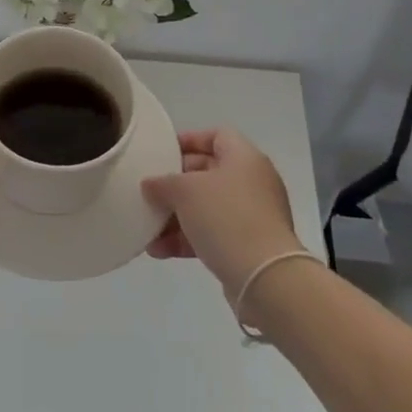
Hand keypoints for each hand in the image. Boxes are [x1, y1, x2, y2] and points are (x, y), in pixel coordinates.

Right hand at [143, 127, 304, 298]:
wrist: (264, 276)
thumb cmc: (225, 217)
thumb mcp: (185, 191)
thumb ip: (162, 183)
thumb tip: (150, 185)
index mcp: (244, 158)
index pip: (216, 135)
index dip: (188, 140)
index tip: (162, 153)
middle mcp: (252, 182)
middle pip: (208, 173)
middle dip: (175, 184)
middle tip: (150, 191)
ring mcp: (252, 215)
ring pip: (207, 207)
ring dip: (176, 216)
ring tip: (148, 228)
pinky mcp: (249, 245)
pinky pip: (212, 234)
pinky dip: (187, 239)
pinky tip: (159, 251)